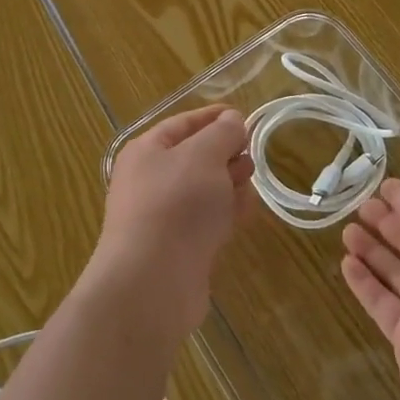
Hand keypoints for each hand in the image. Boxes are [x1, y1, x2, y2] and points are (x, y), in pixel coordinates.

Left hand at [90, 105, 252, 337]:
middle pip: (195, 157)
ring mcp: (163, 215)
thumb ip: (222, 134)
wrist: (152, 282)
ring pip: (204, 190)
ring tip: (250, 185)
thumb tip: (232, 121)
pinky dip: (225, 214)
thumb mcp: (203, 156)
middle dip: (225, 153)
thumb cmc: (175, 205)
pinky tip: (244, 214)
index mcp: (147, 151)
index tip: (246, 116)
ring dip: (229, 184)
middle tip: (252, 154)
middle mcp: (150, 180)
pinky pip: (206, 220)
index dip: (214, 117)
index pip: (184, 123)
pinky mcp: (179, 247)